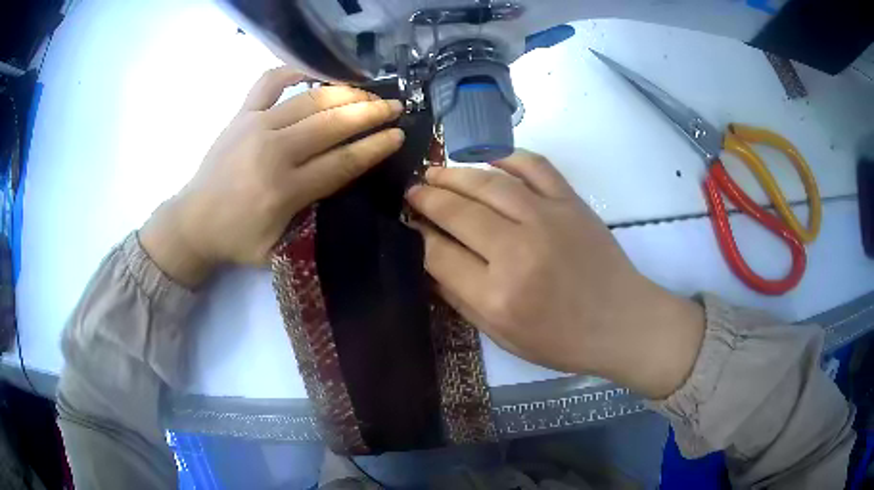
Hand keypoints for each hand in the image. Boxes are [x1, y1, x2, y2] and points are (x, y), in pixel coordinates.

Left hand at [140, 67, 404, 286]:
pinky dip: (295, 70)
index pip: (341, 162)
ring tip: (368, 91)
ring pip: (310, 99)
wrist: (192, 222)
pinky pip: (270, 81)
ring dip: (346, 93)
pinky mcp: (241, 114)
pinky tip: (316, 72)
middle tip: (395, 107)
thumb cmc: (235, 239)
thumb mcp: (277, 247)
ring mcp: (256, 125)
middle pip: (332, 124)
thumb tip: (339, 180)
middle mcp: (273, 150)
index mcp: (283, 190)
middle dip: (370, 113)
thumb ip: (309, 217)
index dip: (374, 147)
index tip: (398, 135)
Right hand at [405, 150, 704, 398]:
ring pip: (488, 183)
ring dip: (455, 173)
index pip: (438, 253)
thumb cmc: (563, 340)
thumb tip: (429, 262)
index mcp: (497, 295)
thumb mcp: (503, 337)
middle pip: (458, 211)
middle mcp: (517, 251)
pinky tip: (487, 159)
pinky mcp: (571, 202)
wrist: (622, 322)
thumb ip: (461, 299)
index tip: (407, 224)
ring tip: (435, 171)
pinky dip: (507, 157)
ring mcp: (547, 219)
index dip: (416, 235)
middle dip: (427, 197)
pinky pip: (534, 166)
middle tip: (413, 191)